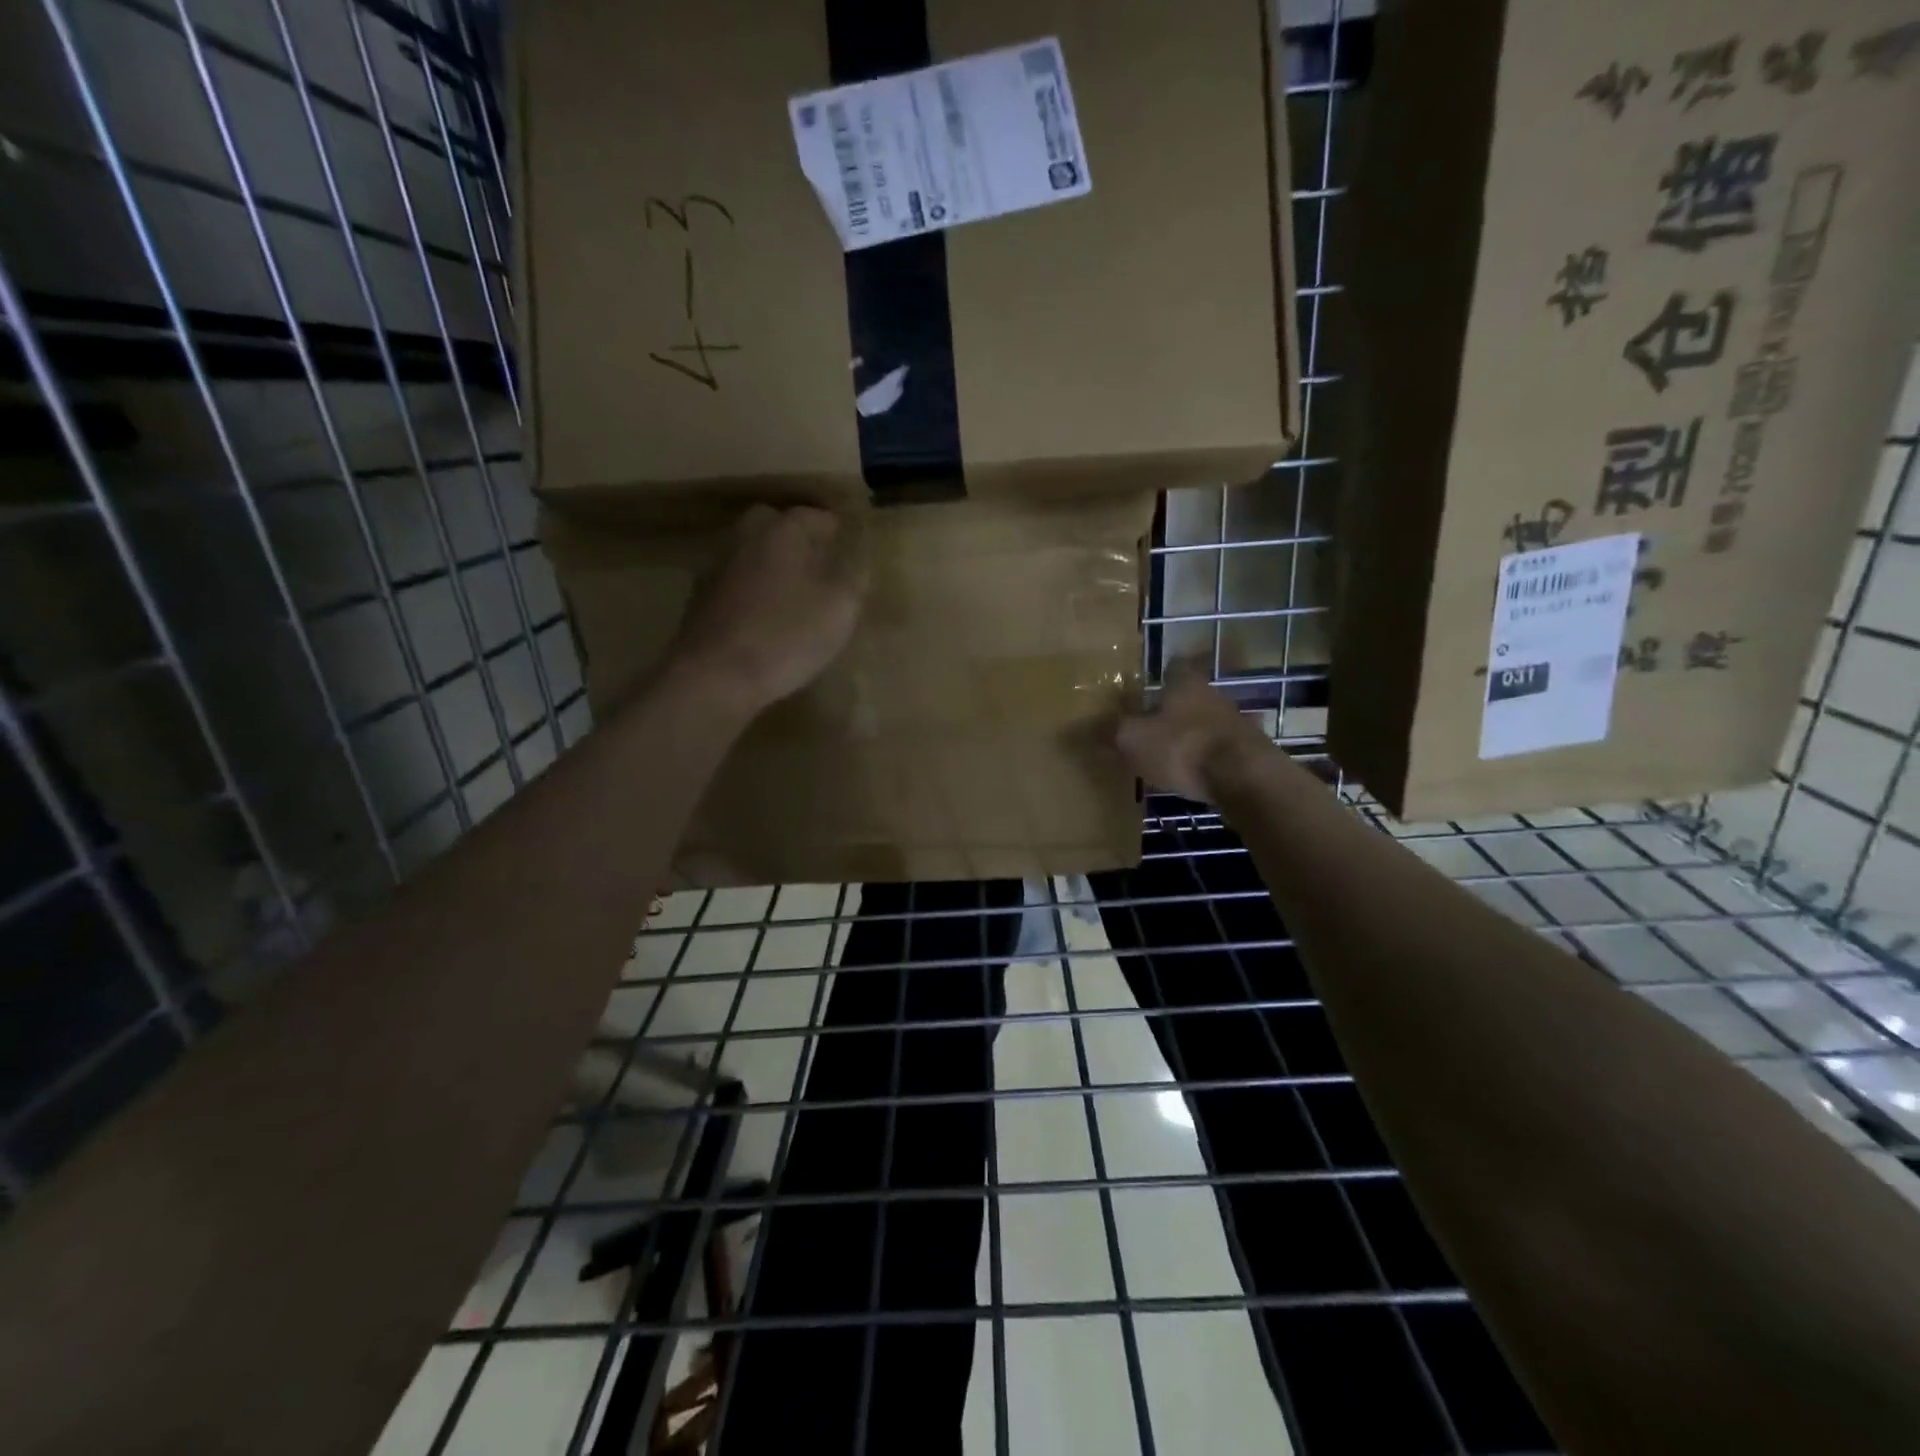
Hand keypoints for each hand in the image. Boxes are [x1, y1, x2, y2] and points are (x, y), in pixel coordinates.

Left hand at [667, 505, 867, 716]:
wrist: (716, 675)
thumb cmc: (788, 634)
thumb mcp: (841, 605)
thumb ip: (853, 572)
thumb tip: (856, 552)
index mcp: (783, 528)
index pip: (819, 517)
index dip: (839, 536)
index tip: (852, 558)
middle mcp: (746, 535)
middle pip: (781, 529)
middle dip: (803, 546)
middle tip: (824, 575)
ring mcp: (717, 564)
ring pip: (756, 556)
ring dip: (775, 570)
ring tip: (797, 600)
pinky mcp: (701, 596)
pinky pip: (739, 584)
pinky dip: (754, 594)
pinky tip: (766, 620)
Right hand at [1116, 663, 1271, 803]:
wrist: (1244, 777)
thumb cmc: (1182, 747)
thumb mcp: (1133, 740)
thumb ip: (1111, 732)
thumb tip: (1082, 728)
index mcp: (1185, 683)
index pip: (1173, 667)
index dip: (1160, 676)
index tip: (1147, 689)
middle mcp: (1214, 695)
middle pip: (1191, 697)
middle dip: (1174, 710)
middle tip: (1151, 727)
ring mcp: (1236, 723)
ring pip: (1207, 723)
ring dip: (1192, 736)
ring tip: (1171, 755)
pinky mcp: (1250, 752)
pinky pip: (1222, 750)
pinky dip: (1208, 759)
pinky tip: (1195, 776)